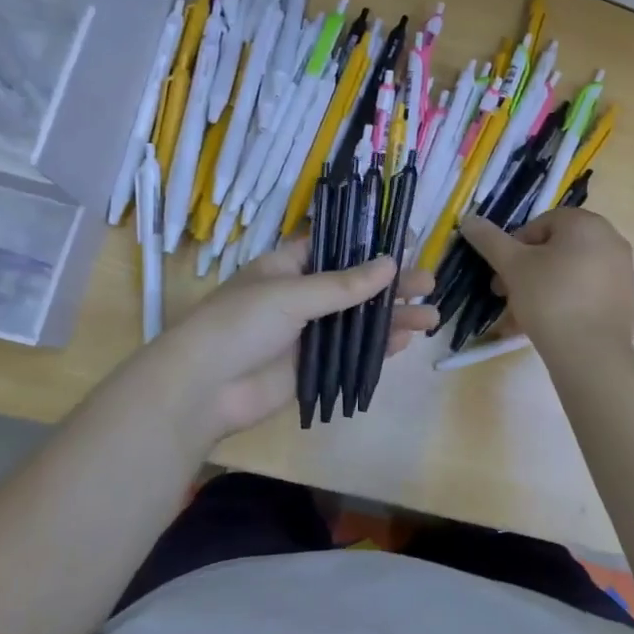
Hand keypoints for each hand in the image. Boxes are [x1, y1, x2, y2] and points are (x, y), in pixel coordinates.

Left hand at [154, 235, 436, 441]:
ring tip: (431, 316)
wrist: (202, 389)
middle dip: (392, 285)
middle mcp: (302, 296)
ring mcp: (309, 333)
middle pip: (356, 286)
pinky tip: (406, 340)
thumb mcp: (291, 295)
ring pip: (359, 320)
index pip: (337, 248)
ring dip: (393, 317)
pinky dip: (378, 346)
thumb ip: (343, 284)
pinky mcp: (314, 367)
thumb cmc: (241, 324)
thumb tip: (390, 264)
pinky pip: (352, 353)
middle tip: (428, 283)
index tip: (408, 243)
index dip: (371, 245)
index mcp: (288, 267)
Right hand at [457, 208, 633, 352]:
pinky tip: (544, 326)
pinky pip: (585, 292)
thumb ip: (490, 240)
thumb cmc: (549, 298)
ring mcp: (621, 270)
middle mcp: (609, 240)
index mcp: (586, 223)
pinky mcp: (624, 299)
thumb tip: (468, 219)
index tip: (501, 274)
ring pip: (568, 273)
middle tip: (504, 294)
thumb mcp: (512, 266)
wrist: (591, 354)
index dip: (514, 248)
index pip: (540, 224)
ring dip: (540, 289)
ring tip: (519, 316)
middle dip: (525, 271)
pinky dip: (564, 302)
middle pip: (555, 249)